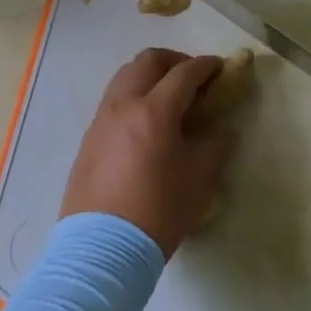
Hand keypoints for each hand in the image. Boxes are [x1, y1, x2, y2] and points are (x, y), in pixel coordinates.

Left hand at [60, 49, 236, 256]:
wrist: (101, 250)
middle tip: (192, 78)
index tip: (220, 68)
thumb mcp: (200, 179)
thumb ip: (216, 145)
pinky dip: (133, 96)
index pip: (185, 72)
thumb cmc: (158, 211)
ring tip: (166, 97)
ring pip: (125, 75)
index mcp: (156, 110)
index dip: (206, 66)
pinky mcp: (89, 138)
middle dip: (174, 61)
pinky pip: (113, 100)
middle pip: (149, 61)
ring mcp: (102, 119)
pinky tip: (144, 123)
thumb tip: (222, 130)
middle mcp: (125, 104)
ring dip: (150, 75)